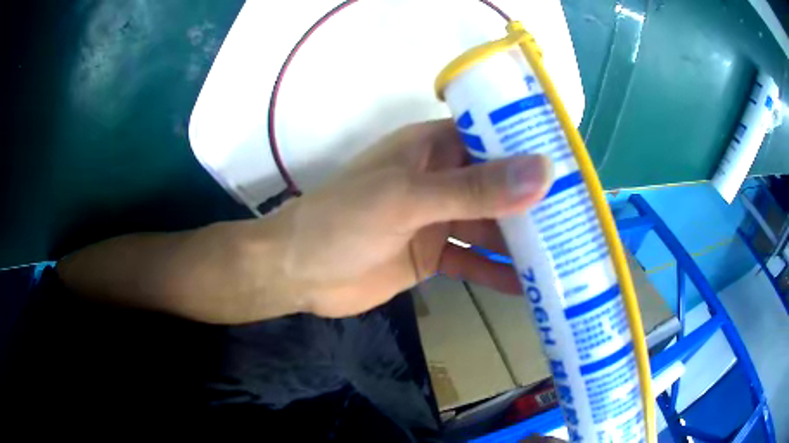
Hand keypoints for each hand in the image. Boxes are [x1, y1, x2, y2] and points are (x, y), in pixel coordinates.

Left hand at [268, 119, 552, 317]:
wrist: (299, 273)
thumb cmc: (343, 221)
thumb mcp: (408, 199)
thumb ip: (475, 189)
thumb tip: (543, 172)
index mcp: (433, 148)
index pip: (493, 139)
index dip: (532, 149)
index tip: (573, 167)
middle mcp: (440, 179)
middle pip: (498, 186)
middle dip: (534, 202)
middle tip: (579, 219)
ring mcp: (437, 219)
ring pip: (490, 226)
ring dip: (521, 240)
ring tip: (564, 254)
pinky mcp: (432, 254)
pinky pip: (473, 260)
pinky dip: (497, 272)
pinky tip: (528, 287)